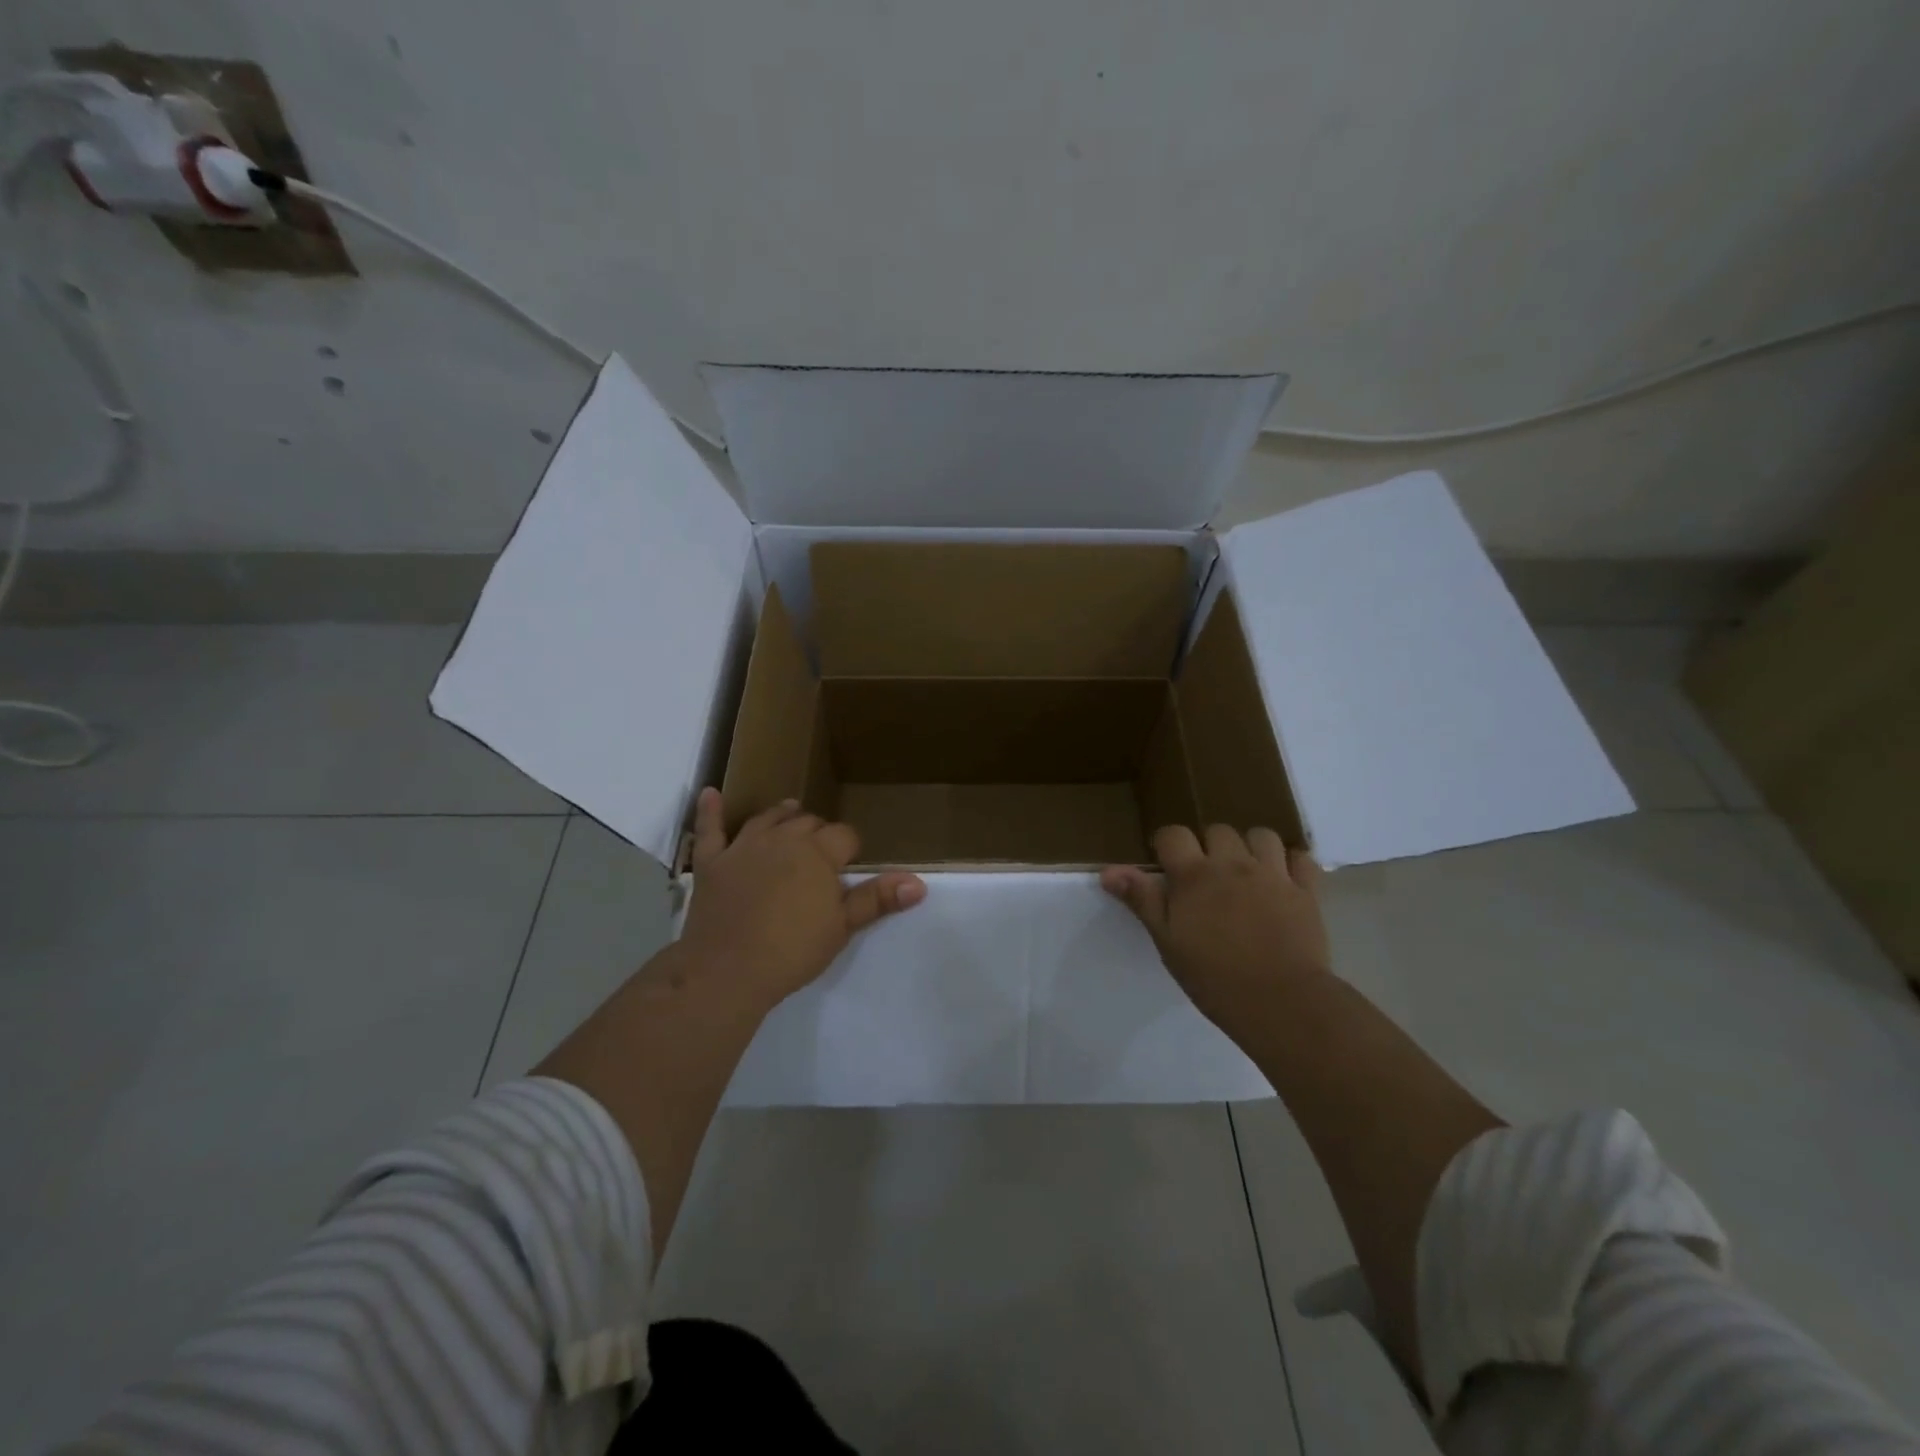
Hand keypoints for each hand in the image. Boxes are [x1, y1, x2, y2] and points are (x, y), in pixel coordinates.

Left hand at [678, 789, 925, 1014]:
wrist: (727, 969)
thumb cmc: (792, 949)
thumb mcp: (842, 927)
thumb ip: (877, 899)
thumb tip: (919, 883)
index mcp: (817, 852)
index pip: (844, 836)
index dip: (850, 849)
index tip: (851, 865)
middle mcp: (782, 839)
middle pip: (807, 823)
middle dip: (819, 832)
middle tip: (823, 851)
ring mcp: (743, 847)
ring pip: (767, 819)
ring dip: (781, 815)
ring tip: (790, 811)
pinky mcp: (712, 862)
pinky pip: (710, 829)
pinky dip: (710, 811)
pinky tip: (710, 793)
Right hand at [1102, 825, 1330, 1036]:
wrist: (1281, 1002)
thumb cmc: (1214, 977)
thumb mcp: (1167, 941)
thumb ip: (1142, 900)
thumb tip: (1109, 871)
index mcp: (1194, 875)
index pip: (1173, 834)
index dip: (1166, 845)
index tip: (1166, 867)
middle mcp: (1233, 863)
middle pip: (1217, 830)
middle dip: (1209, 846)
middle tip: (1206, 878)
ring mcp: (1273, 874)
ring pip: (1261, 835)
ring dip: (1250, 847)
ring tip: (1245, 872)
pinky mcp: (1306, 891)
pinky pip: (1301, 858)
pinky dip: (1291, 862)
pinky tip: (1283, 879)